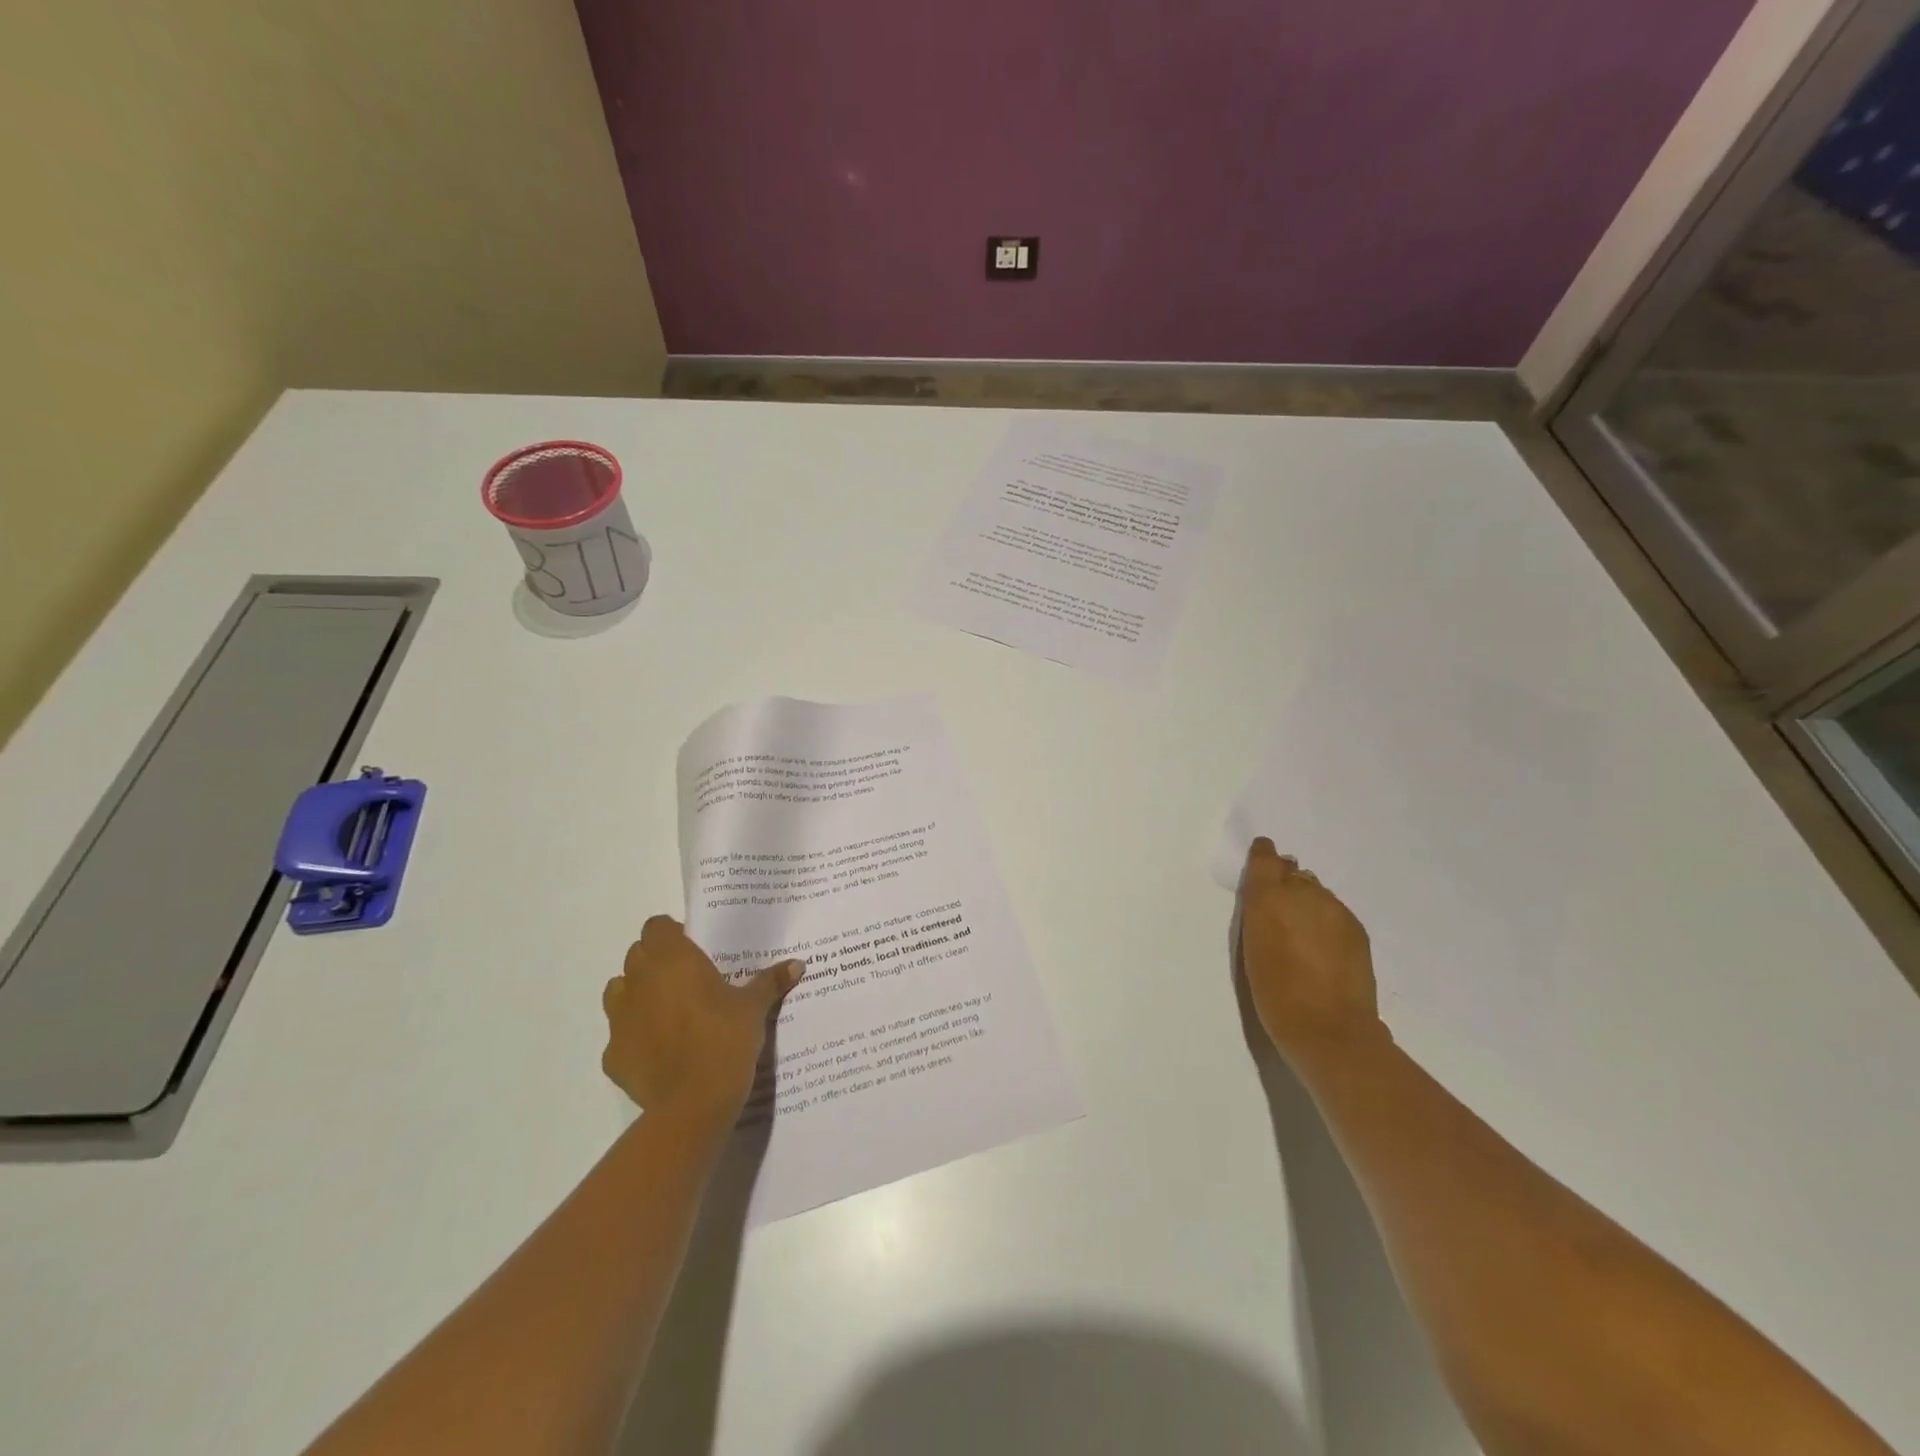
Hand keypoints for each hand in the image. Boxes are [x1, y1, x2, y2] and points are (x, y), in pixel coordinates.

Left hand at [601, 916, 803, 1120]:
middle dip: (656, 962)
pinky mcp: (612, 1055)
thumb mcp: (754, 1008)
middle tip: (687, 979)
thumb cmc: (725, 1040)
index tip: (694, 950)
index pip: (656, 926)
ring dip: (638, 993)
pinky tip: (659, 1050)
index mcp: (673, 960)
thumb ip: (770, 981)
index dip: (672, 934)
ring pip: (619, 990)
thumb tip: (797, 964)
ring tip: (668, 1010)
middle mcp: (639, 981)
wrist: (693, 1104)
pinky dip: (634, 1036)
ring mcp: (620, 1019)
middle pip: (638, 955)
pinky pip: (620, 1034)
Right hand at [1237, 838, 1385, 1064]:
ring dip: (1308, 903)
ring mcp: (1334, 908)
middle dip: (1286, 884)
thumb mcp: (1253, 946)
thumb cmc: (1274, 992)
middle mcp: (1303, 892)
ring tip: (1303, 932)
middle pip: (1293, 874)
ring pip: (1317, 892)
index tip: (1262, 856)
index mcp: (1268, 896)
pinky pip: (1335, 912)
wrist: (1328, 1028)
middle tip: (1281, 910)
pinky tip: (1324, 947)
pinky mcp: (1356, 927)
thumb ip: (1261, 913)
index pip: (1266, 858)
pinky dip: (1326, 921)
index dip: (1264, 855)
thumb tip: (1273, 898)